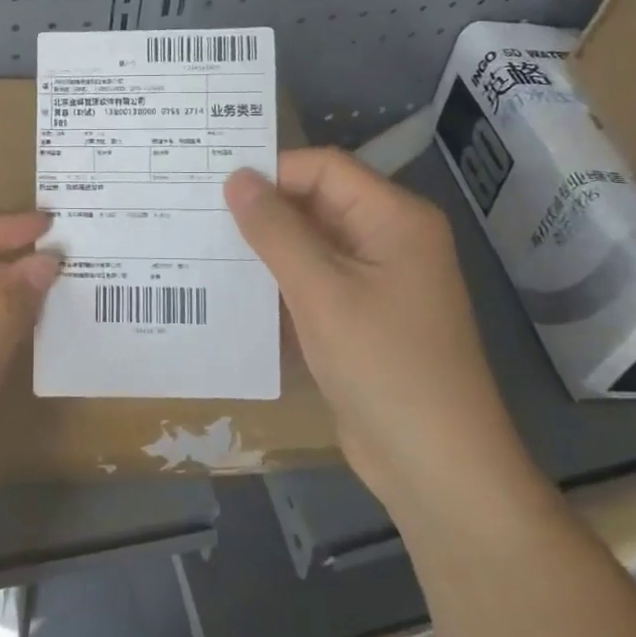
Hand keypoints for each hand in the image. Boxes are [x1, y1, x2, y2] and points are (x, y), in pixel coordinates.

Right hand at [225, 149, 533, 511]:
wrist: (437, 468)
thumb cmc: (384, 365)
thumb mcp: (321, 291)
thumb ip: (275, 229)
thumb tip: (235, 177)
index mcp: (394, 218)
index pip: (324, 168)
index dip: (272, 172)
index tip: (213, 188)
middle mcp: (389, 239)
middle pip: (318, 203)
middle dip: (264, 210)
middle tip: (198, 214)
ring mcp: (377, 281)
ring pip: (312, 244)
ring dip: (267, 248)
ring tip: (204, 247)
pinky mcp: (363, 318)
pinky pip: (315, 282)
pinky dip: (280, 282)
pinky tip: (235, 291)